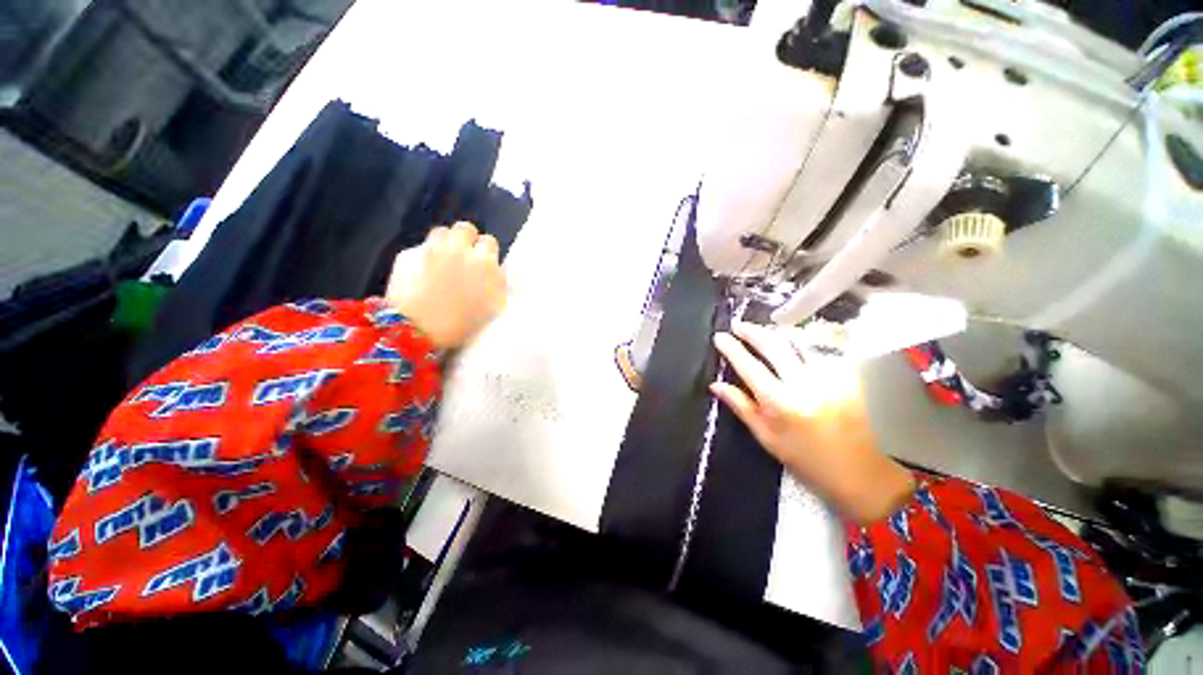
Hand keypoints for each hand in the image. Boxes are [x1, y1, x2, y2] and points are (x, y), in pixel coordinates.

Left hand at [385, 222, 506, 348]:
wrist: (418, 332)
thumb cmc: (462, 325)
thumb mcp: (491, 309)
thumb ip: (498, 286)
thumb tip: (499, 273)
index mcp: (485, 265)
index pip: (490, 242)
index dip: (485, 252)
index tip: (482, 263)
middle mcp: (460, 251)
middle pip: (466, 229)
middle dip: (466, 239)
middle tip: (462, 256)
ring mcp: (433, 250)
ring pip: (442, 232)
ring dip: (444, 242)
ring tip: (442, 259)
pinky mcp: (409, 255)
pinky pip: (421, 246)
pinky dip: (424, 255)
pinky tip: (421, 272)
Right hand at [711, 321, 914, 524]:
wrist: (866, 476)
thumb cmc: (809, 462)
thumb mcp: (768, 439)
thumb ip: (742, 407)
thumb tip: (716, 385)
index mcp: (780, 402)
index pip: (749, 366)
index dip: (732, 348)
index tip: (719, 336)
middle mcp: (804, 383)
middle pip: (774, 345)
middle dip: (752, 331)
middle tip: (738, 325)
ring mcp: (831, 377)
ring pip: (799, 343)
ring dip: (777, 334)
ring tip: (763, 332)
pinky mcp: (850, 376)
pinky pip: (820, 352)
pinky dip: (802, 345)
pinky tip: (794, 346)